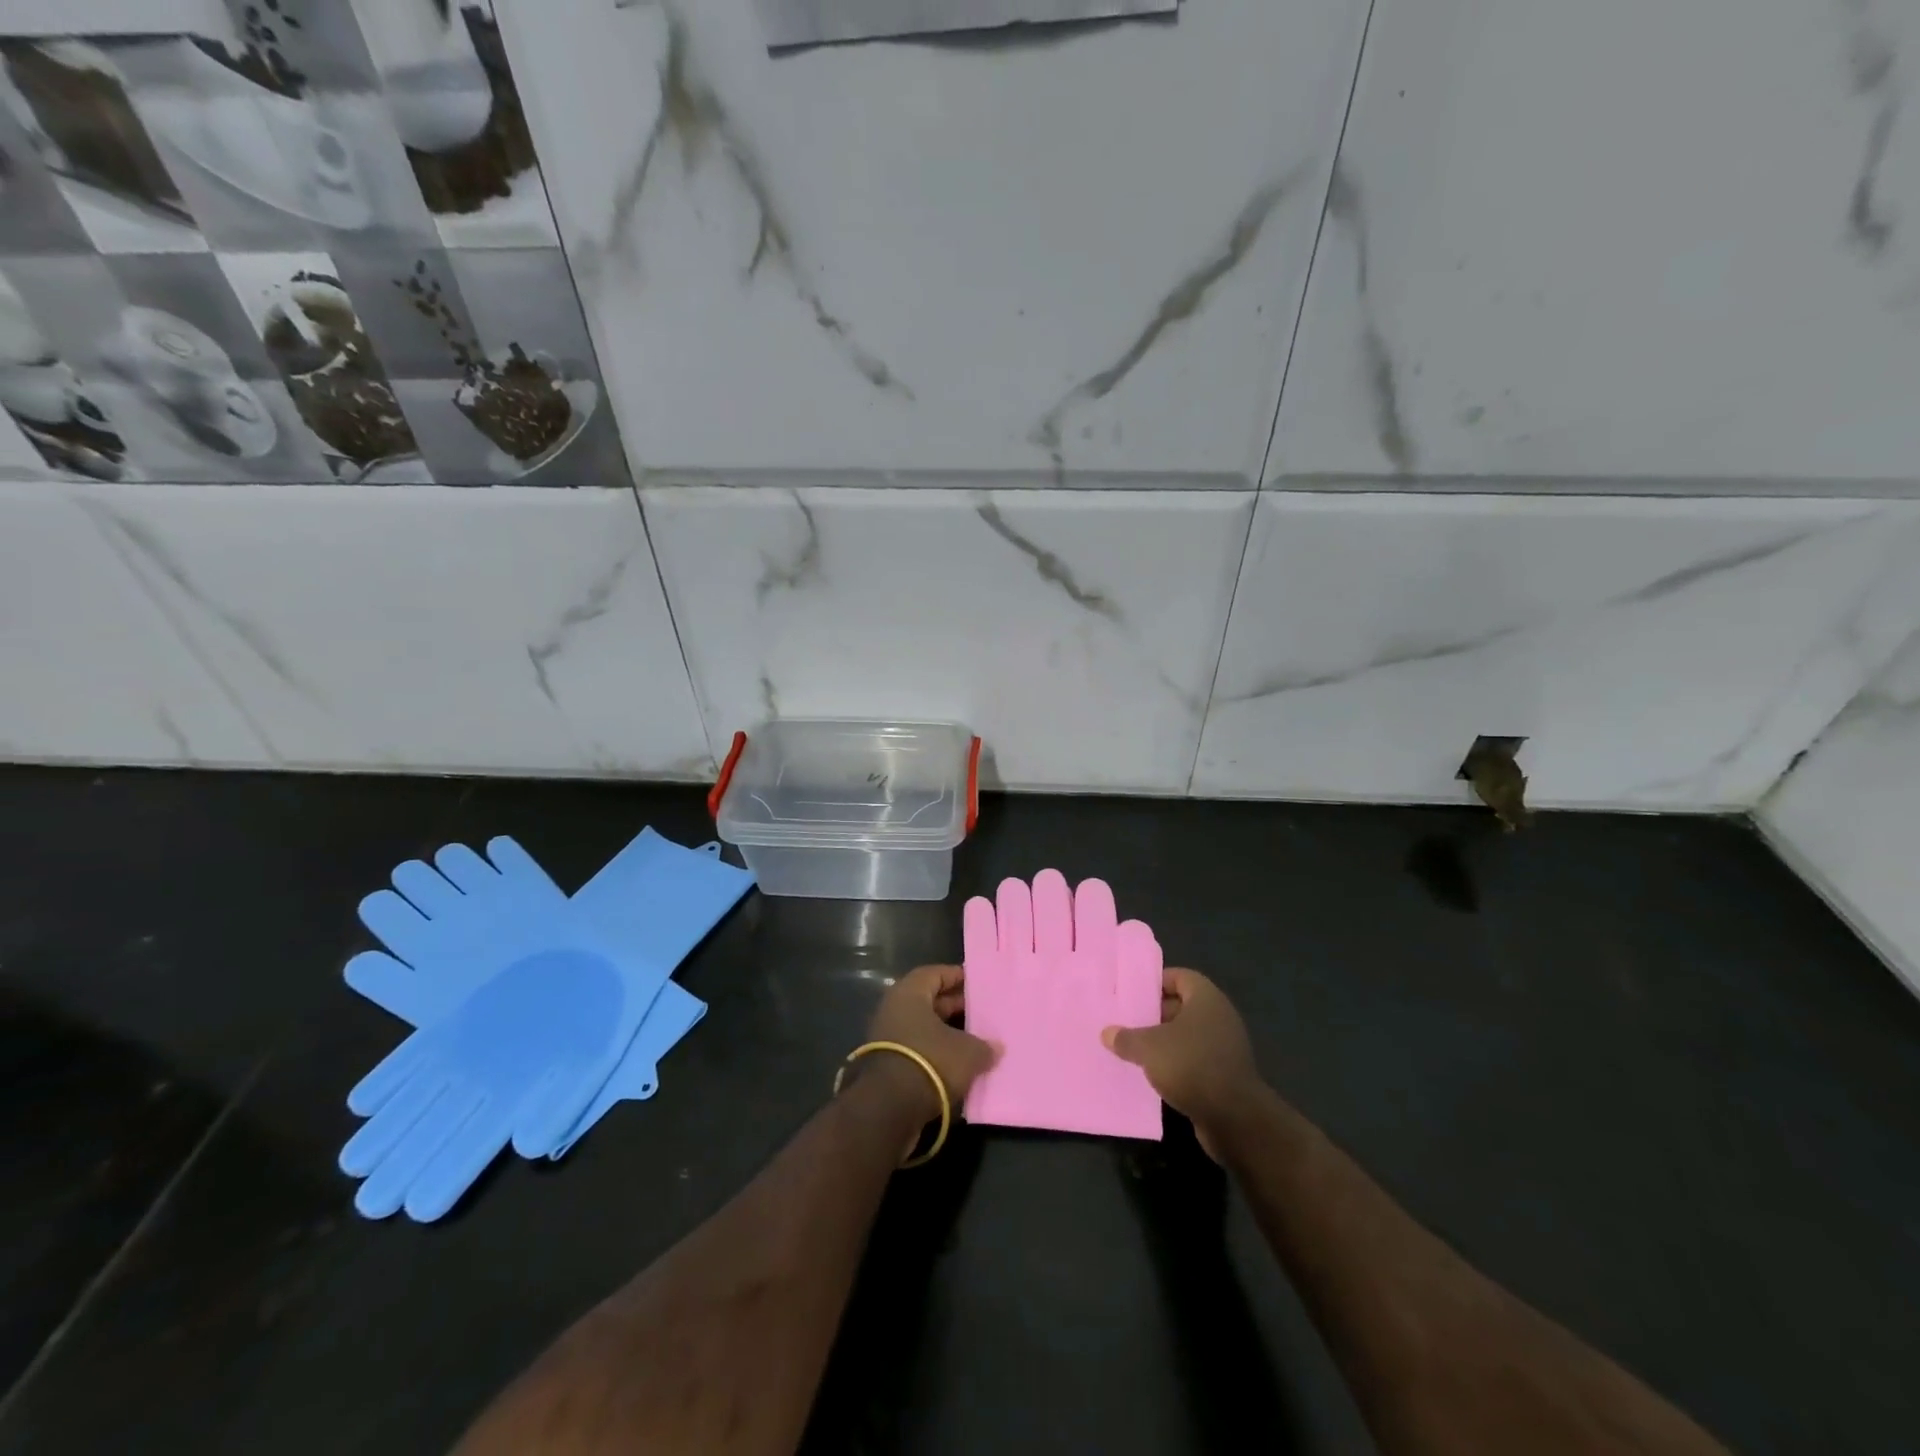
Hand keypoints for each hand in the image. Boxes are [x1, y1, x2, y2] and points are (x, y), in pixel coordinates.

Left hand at [860, 965, 999, 1123]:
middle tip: (981, 1012)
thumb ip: (984, 1046)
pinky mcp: (888, 1066)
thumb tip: (996, 1047)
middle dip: (954, 1006)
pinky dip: (936, 1054)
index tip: (977, 982)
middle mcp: (894, 1010)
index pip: (934, 974)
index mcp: (909, 993)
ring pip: (923, 1028)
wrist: (888, 1108)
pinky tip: (959, 1065)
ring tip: (975, 1040)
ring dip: (946, 1033)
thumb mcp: (967, 1052)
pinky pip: (918, 1051)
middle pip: (928, 1001)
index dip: (956, 976)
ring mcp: (887, 1039)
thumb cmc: (930, 1061)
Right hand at [1102, 969, 1263, 1161]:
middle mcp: (1220, 1017)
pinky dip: (1177, 1064)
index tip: (1132, 993)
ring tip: (1134, 1048)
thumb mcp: (1149, 1048)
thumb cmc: (1191, 1066)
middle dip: (1155, 1013)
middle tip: (1127, 1020)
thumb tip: (1107, 1033)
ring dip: (1164, 1041)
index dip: (1156, 982)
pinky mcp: (1226, 1075)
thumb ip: (1126, 1037)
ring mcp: (1225, 1047)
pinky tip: (1154, 1075)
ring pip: (1188, 1035)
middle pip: (1183, 1006)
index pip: (1180, 977)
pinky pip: (1195, 1059)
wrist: (1235, 1119)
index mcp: (1206, 999)